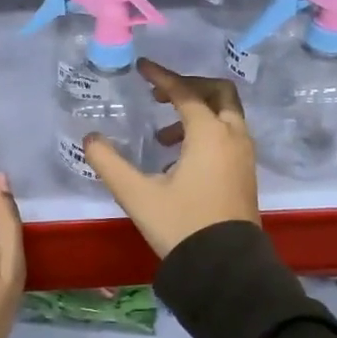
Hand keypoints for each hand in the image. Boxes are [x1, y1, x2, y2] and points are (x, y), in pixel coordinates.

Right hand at [82, 59, 261, 258]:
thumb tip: (90, 138)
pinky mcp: (246, 174)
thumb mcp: (137, 195)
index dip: (162, 76)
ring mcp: (244, 156)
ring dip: (198, 112)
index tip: (142, 67)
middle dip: (190, 87)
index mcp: (209, 134)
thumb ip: (109, 163)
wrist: (226, 270)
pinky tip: (180, 159)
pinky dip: (208, 131)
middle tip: (161, 96)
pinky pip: (229, 135)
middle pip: (218, 93)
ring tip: (164, 136)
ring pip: (227, 115)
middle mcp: (233, 137)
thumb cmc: (181, 226)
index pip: (185, 92)